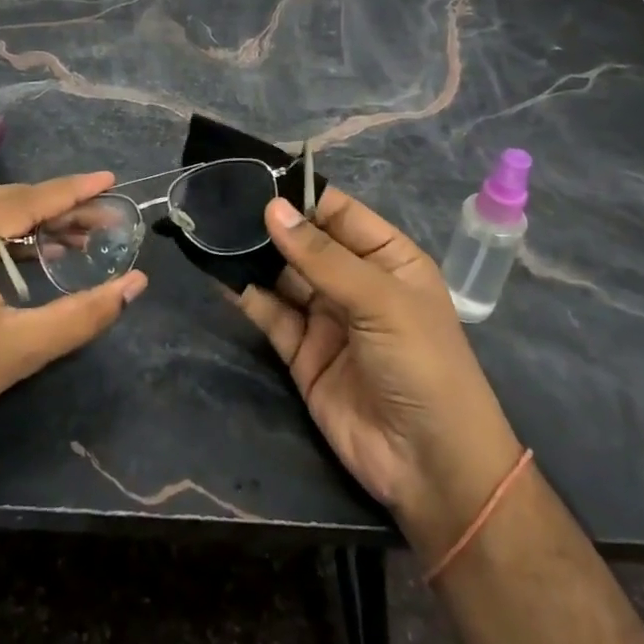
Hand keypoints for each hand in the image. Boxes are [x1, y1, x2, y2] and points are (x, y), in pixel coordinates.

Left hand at [0, 173, 147, 460]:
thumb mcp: (20, 349)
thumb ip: (83, 313)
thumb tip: (137, 283)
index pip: (20, 203)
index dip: (70, 192)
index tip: (111, 179)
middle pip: (5, 200)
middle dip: (58, 207)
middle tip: (106, 215)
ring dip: (34, 218)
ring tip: (83, 231)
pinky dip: (5, 229)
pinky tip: (40, 243)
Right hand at [238, 189, 523, 561]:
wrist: (432, 469)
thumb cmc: (423, 366)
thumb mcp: (380, 301)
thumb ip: (322, 257)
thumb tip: (272, 208)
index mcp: (387, 258)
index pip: (337, 212)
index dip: (299, 194)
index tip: (253, 174)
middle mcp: (355, 281)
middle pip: (304, 242)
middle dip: (267, 223)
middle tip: (219, 199)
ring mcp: (326, 317)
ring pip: (281, 274)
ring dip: (251, 255)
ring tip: (211, 228)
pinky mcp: (301, 352)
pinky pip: (270, 313)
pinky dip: (246, 294)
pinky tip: (219, 272)